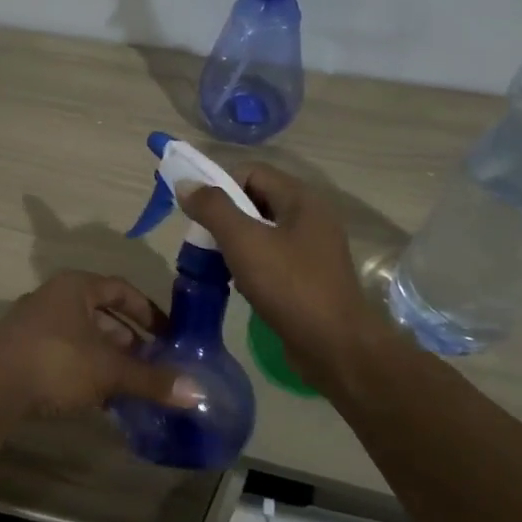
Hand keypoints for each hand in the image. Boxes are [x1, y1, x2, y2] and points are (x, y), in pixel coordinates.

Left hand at [0, 271, 196, 419]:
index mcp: (76, 287)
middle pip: (100, 313)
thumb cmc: (56, 362)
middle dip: (128, 339)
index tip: (169, 335)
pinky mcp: (20, 349)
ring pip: (81, 335)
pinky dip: (84, 369)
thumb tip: (198, 394)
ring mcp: (33, 323)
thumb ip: (151, 380)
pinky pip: (63, 353)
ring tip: (129, 384)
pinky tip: (96, 397)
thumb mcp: (109, 371)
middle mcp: (53, 297)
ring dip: (107, 357)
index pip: (121, 289)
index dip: (148, 311)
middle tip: (152, 363)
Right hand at [179, 166, 379, 385]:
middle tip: (201, 241)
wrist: (336, 348)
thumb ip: (213, 208)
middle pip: (255, 200)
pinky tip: (236, 284)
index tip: (198, 213)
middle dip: (223, 217)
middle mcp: (310, 217)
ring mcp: (312, 249)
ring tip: (214, 265)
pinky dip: (249, 265)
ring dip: (233, 244)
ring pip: (261, 232)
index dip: (220, 185)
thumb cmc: (290, 287)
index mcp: (301, 199)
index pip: (251, 172)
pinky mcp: (308, 278)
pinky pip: (271, 258)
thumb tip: (185, 184)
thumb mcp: (244, 242)